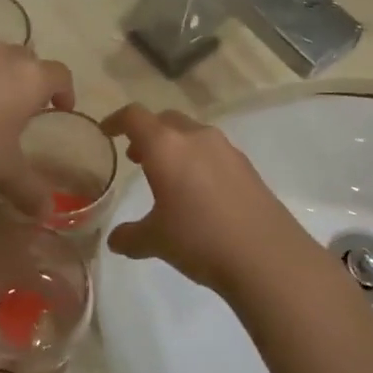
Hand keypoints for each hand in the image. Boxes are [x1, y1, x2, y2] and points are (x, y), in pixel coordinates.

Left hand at [0, 43, 73, 214]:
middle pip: (27, 59)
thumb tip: (47, 213)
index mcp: (29, 78)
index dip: (66, 91)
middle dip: (30, 80)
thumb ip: (29, 189)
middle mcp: (1, 56)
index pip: (59, 75)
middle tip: (26, 108)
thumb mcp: (3, 171)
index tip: (63, 107)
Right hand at [102, 104, 320, 298]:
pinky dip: (198, 161)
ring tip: (168, 177)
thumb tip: (115, 240)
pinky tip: (199, 193)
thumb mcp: (155, 241)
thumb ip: (130, 236)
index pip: (134, 116)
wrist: (266, 256)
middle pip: (165, 119)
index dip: (116, 120)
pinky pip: (213, 152)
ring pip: (192, 134)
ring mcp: (226, 149)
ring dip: (175, 146)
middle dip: (148, 134)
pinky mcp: (246, 166)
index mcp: (165, 146)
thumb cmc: (199, 239)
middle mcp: (195, 137)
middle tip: (137, 158)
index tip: (107, 132)